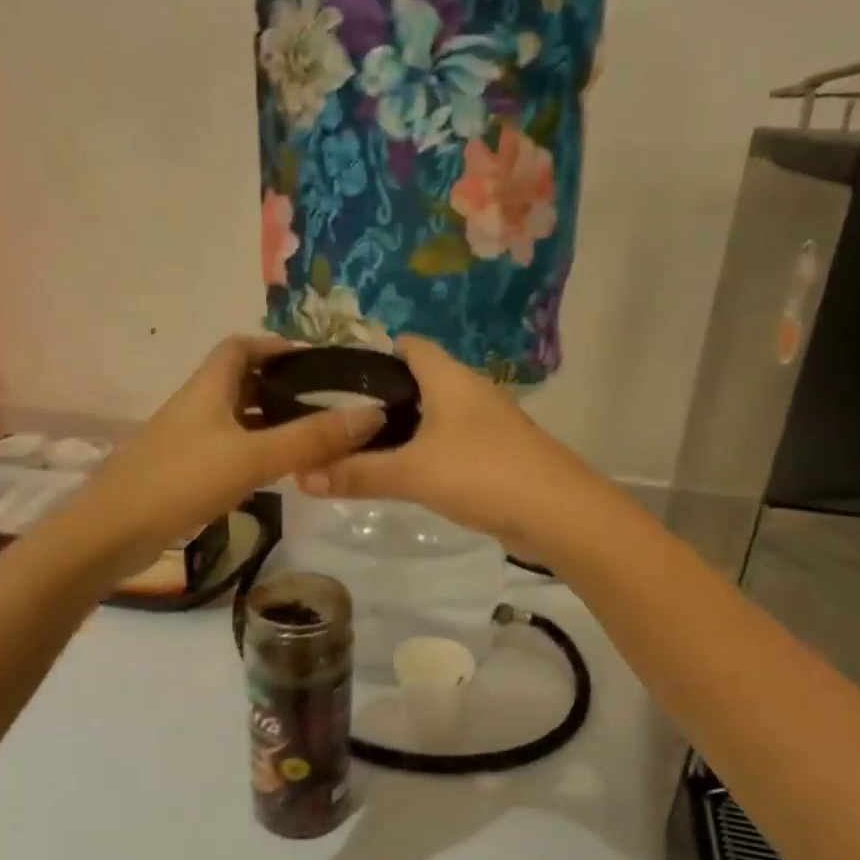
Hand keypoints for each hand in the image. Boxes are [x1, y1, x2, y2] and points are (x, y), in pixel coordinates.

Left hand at [73, 336, 384, 564]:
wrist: (111, 533)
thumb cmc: (181, 481)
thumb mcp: (253, 457)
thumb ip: (311, 438)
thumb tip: (372, 413)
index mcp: (208, 388)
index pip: (241, 347)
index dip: (277, 346)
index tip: (316, 362)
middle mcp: (195, 406)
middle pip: (239, 381)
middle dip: (280, 386)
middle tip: (325, 403)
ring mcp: (185, 440)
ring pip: (234, 418)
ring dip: (268, 421)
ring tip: (311, 436)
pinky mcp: (181, 472)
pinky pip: (226, 449)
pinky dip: (253, 451)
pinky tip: (274, 472)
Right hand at [296, 336, 606, 556]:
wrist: (558, 513)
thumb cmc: (482, 474)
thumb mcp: (412, 473)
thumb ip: (358, 473)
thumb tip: (301, 476)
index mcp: (450, 379)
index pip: (410, 346)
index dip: (375, 353)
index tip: (338, 376)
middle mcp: (471, 392)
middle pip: (421, 381)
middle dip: (383, 397)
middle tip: (339, 420)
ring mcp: (489, 424)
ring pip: (437, 415)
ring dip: (406, 428)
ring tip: (364, 448)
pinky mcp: (498, 455)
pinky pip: (452, 443)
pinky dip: (428, 452)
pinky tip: (408, 474)